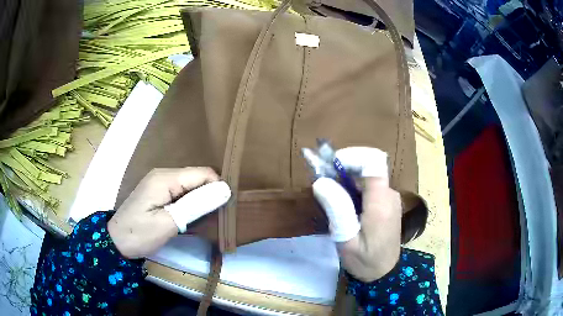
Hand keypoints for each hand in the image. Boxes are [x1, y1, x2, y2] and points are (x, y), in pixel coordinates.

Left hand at [108, 167, 230, 258]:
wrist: (116, 242)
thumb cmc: (139, 234)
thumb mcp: (168, 223)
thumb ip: (196, 205)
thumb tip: (225, 190)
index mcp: (165, 178)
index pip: (203, 173)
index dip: (218, 188)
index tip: (225, 209)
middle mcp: (164, 175)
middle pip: (197, 177)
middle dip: (210, 194)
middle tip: (218, 217)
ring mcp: (160, 183)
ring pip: (191, 185)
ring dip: (201, 200)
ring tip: (208, 219)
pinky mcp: (159, 193)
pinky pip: (182, 192)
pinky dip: (191, 204)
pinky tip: (193, 217)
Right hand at [311, 147, 401, 281]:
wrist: (384, 274)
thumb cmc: (365, 261)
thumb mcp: (346, 239)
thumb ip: (337, 209)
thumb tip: (320, 181)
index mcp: (381, 201)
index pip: (373, 161)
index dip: (351, 155)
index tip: (329, 165)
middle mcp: (390, 193)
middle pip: (368, 167)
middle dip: (343, 168)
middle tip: (321, 183)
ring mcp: (390, 198)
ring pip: (367, 176)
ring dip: (346, 179)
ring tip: (328, 196)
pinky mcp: (387, 203)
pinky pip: (370, 187)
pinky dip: (353, 188)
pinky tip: (342, 205)